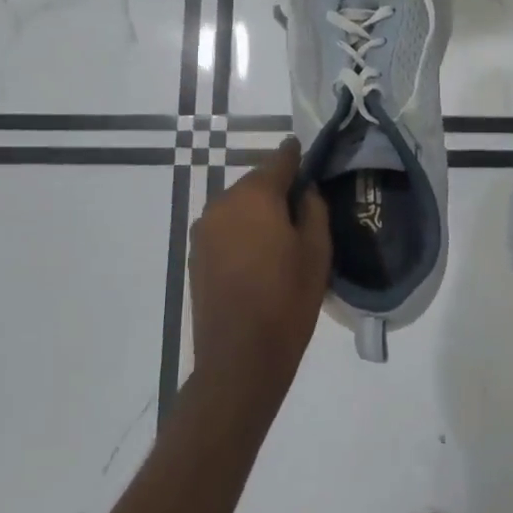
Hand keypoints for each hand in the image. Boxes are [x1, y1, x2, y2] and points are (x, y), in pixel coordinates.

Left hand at [189, 138, 330, 399]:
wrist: (239, 359)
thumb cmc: (287, 300)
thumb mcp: (316, 252)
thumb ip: (313, 209)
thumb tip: (305, 189)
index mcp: (255, 195)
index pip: (280, 160)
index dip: (296, 156)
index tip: (307, 153)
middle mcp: (223, 202)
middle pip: (256, 183)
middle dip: (278, 188)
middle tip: (302, 206)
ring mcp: (204, 229)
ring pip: (239, 206)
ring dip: (258, 211)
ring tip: (281, 235)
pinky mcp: (196, 254)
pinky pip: (225, 228)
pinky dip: (242, 231)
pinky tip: (258, 255)